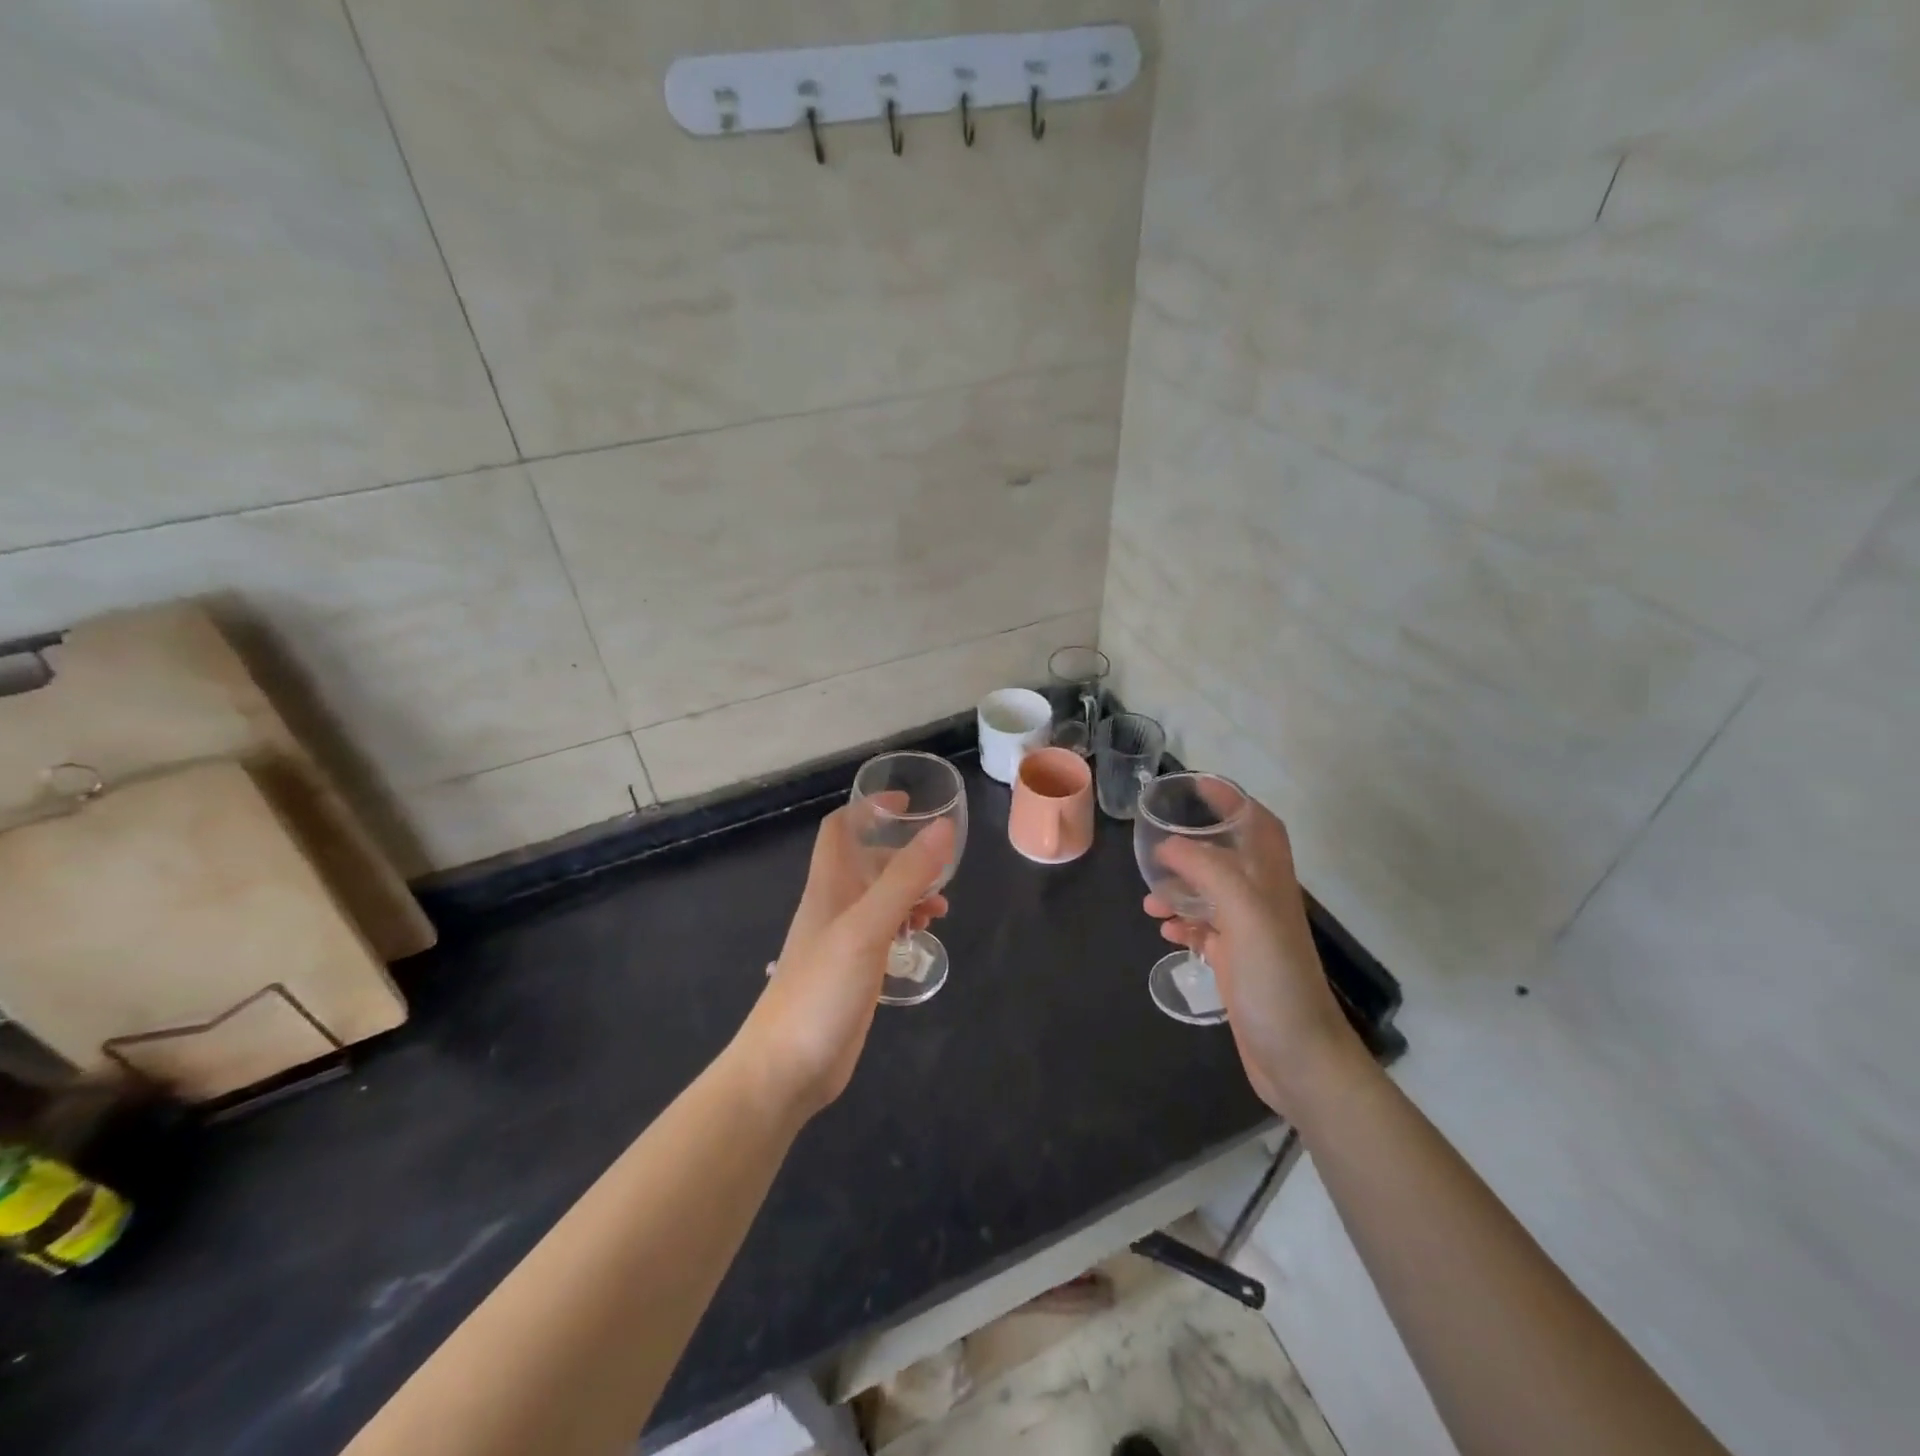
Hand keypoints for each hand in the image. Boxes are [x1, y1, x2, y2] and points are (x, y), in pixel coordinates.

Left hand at [733, 805, 954, 1119]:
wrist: (786, 1069)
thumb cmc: (821, 990)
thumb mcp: (867, 928)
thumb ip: (905, 878)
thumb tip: (942, 828)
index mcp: (829, 886)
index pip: (841, 828)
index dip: (869, 809)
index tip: (907, 804)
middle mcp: (834, 906)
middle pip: (867, 862)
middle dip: (904, 856)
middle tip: (942, 864)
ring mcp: (843, 941)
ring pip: (879, 899)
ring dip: (910, 892)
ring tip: (941, 907)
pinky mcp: (854, 972)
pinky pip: (883, 933)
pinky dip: (905, 925)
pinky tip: (922, 938)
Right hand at [1144, 798, 1362, 1115]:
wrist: (1298, 1056)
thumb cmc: (1274, 979)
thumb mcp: (1244, 914)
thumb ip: (1208, 871)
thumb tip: (1168, 847)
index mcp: (1269, 881)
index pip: (1257, 825)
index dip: (1232, 800)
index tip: (1196, 786)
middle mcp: (1261, 900)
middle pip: (1229, 856)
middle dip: (1194, 844)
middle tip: (1157, 843)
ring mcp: (1249, 933)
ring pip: (1211, 893)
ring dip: (1180, 887)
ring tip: (1149, 896)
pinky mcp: (1236, 963)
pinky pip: (1204, 929)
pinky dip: (1182, 922)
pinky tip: (1163, 929)